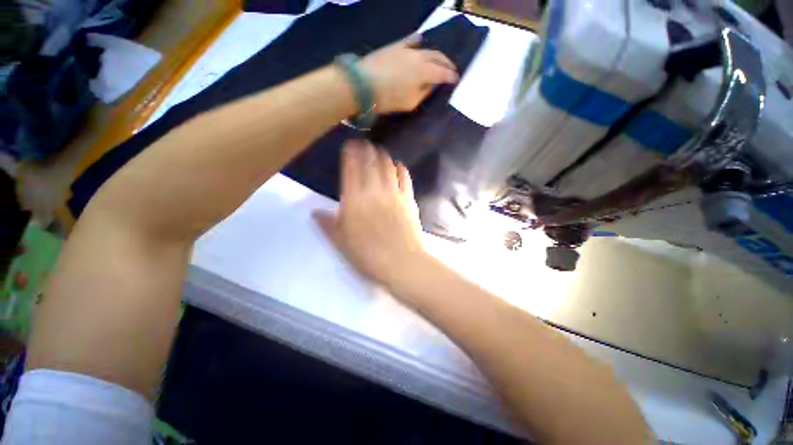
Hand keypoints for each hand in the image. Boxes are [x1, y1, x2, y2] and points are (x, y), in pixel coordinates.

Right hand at [313, 140, 425, 285]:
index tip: (350, 144)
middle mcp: (374, 192)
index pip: (351, 169)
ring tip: (380, 150)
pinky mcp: (409, 200)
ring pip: (388, 167)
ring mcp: (394, 194)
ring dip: (383, 156)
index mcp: (354, 201)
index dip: (350, 154)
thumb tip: (314, 211)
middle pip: (370, 163)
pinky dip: (401, 169)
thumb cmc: (368, 255)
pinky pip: (405, 179)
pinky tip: (399, 165)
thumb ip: (327, 224)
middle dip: (367, 150)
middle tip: (365, 143)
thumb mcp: (341, 242)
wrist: (400, 262)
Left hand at [359, 34, 458, 113]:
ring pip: (426, 49)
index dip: (451, 76)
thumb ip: (424, 93)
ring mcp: (406, 49)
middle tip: (451, 69)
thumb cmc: (388, 98)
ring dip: (436, 54)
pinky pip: (409, 40)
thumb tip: (432, 84)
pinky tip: (421, 40)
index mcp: (424, 72)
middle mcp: (419, 57)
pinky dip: (417, 41)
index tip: (456, 80)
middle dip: (446, 63)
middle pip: (437, 57)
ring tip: (440, 60)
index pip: (442, 73)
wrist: (363, 84)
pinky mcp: (395, 46)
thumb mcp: (410, 103)